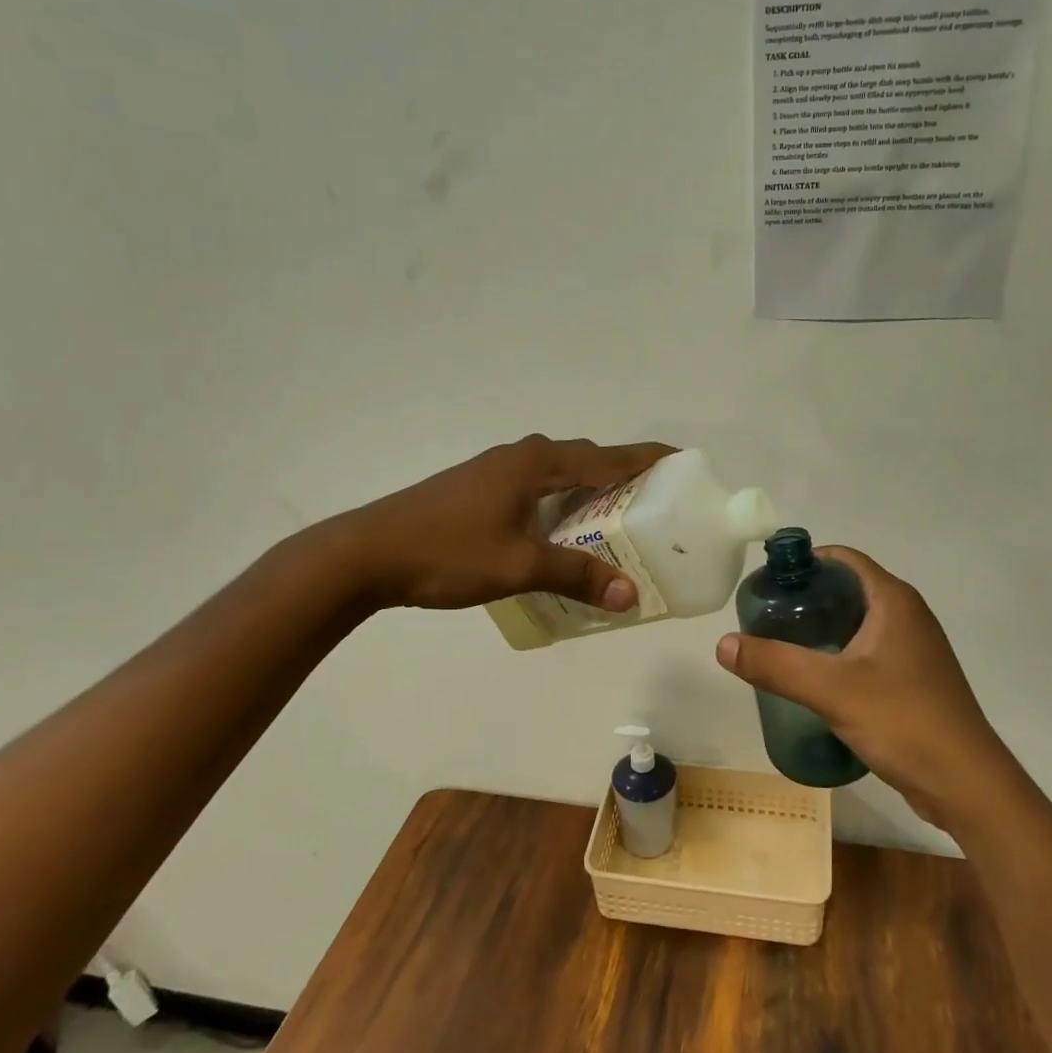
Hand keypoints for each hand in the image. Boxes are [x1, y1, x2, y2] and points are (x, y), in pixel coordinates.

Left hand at [341, 434, 674, 610]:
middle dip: (623, 478)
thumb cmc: (448, 551)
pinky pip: (536, 487)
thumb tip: (630, 596)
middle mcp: (521, 456)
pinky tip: (560, 534)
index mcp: (537, 463)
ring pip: (558, 475)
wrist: (367, 552)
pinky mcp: (478, 488)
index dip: (649, 459)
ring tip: (615, 525)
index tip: (684, 463)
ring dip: (589, 492)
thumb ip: (577, 576)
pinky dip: (560, 503)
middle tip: (654, 508)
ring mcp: (496, 470)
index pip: (609, 456)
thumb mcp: (519, 565)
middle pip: (586, 460)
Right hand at [715, 547, 998, 828]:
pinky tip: (813, 680)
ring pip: (857, 623)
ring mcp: (913, 649)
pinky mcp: (913, 680)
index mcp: (894, 601)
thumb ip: (776, 664)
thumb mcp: (832, 690)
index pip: (843, 559)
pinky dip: (838, 655)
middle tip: (765, 619)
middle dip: (805, 599)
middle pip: (847, 590)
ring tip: (780, 647)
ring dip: (820, 629)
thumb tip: (723, 643)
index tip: (767, 585)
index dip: (804, 564)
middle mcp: (907, 615)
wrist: (967, 785)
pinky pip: (867, 652)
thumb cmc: (904, 722)